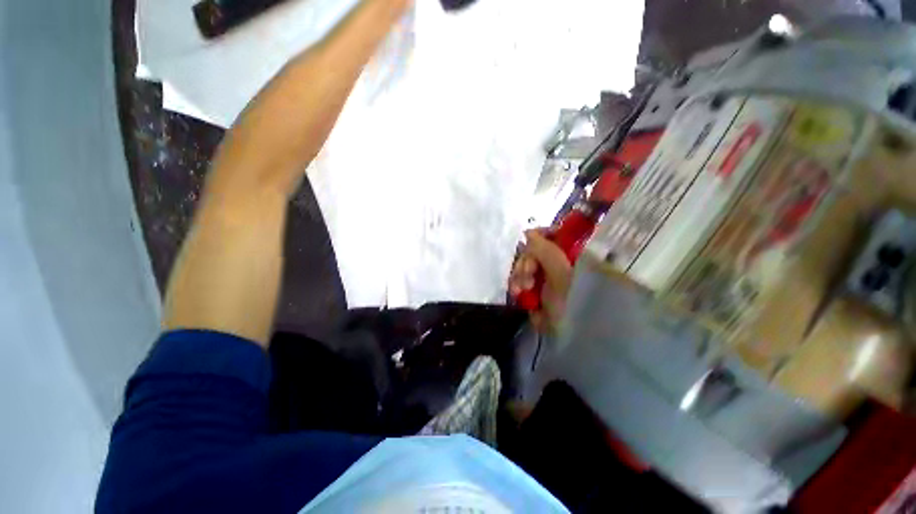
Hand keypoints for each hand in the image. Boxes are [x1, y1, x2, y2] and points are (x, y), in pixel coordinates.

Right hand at [509, 230, 572, 330]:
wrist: (570, 337)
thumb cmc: (572, 302)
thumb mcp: (561, 274)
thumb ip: (545, 250)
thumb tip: (529, 232)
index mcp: (572, 255)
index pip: (554, 235)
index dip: (540, 236)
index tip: (529, 244)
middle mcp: (559, 262)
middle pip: (535, 251)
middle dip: (526, 262)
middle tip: (528, 275)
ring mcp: (546, 277)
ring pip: (525, 265)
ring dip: (519, 275)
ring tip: (520, 290)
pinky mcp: (536, 290)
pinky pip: (520, 280)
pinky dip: (516, 285)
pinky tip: (516, 293)